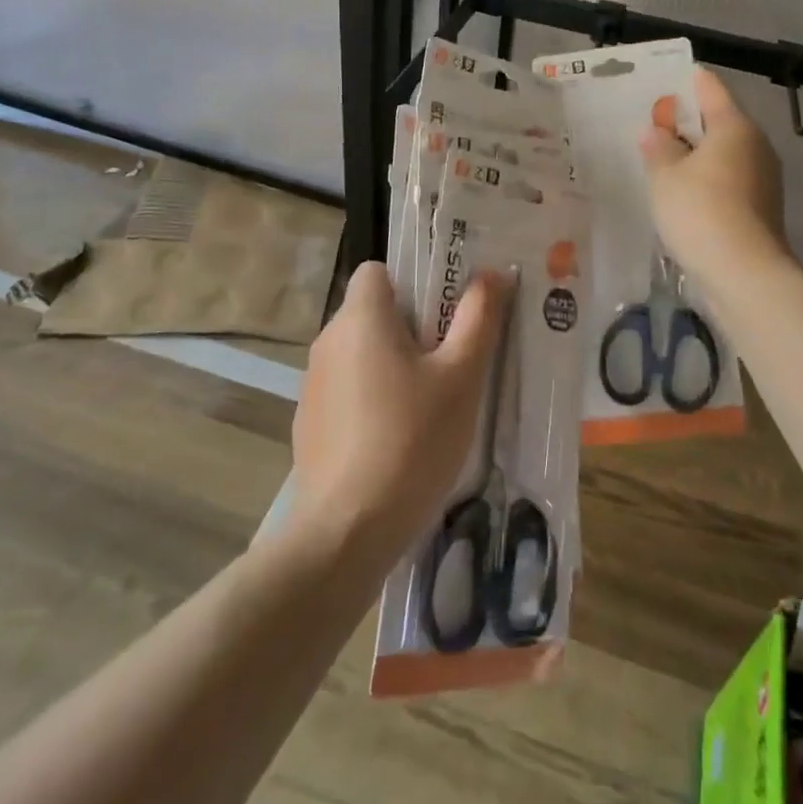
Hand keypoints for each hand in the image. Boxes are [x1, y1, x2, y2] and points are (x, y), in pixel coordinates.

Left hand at [289, 263, 510, 558]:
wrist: (347, 532)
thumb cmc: (412, 440)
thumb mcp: (461, 377)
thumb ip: (479, 318)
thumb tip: (493, 273)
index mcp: (361, 318)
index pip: (378, 270)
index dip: (413, 281)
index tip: (444, 312)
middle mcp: (328, 341)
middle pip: (373, 312)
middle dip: (411, 327)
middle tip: (451, 360)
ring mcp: (313, 385)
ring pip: (361, 353)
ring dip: (392, 364)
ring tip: (430, 404)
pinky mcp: (309, 424)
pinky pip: (347, 390)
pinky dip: (371, 399)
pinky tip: (398, 439)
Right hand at [640, 67, 789, 282]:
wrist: (744, 274)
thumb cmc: (700, 212)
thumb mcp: (665, 176)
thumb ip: (658, 147)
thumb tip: (657, 132)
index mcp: (734, 126)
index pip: (709, 87)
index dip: (685, 81)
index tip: (660, 82)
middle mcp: (755, 144)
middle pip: (718, 120)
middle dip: (686, 121)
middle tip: (652, 126)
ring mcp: (763, 177)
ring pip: (724, 152)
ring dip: (695, 153)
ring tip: (661, 160)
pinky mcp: (761, 206)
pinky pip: (728, 178)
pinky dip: (706, 178)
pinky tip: (682, 193)